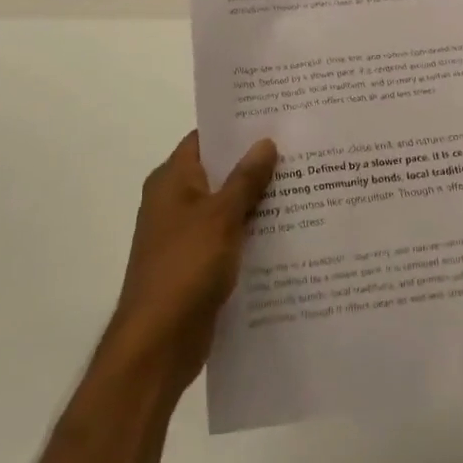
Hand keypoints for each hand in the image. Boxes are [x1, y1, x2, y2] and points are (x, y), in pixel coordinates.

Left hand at [105, 132, 278, 395]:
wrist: (158, 345)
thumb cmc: (185, 268)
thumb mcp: (221, 216)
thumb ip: (246, 179)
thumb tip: (266, 141)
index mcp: (172, 180)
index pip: (206, 139)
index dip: (237, 127)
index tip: (275, 118)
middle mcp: (175, 201)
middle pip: (219, 172)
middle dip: (255, 164)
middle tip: (300, 149)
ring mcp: (185, 235)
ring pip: (227, 207)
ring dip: (257, 201)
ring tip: (304, 185)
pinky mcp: (197, 265)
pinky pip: (229, 238)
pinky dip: (252, 233)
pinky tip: (289, 231)